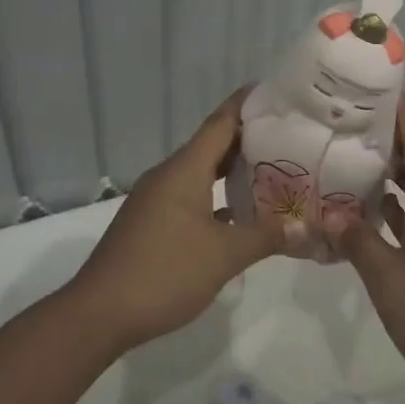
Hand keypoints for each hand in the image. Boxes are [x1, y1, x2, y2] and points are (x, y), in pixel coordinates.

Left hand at [67, 89, 282, 352]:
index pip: (220, 122)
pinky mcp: (151, 223)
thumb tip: (304, 228)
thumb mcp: (224, 256)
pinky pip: (191, 197)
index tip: (275, 91)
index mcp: (184, 169)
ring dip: (232, 171)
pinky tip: (239, 215)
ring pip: (200, 173)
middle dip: (248, 138)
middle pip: (212, 145)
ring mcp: (156, 199)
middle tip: (287, 135)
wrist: (100, 311)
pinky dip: (216, 197)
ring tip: (272, 171)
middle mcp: (169, 175)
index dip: (246, 104)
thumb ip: (265, 237)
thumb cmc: (165, 272)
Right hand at [323, 97, 404, 403]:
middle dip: (387, 131)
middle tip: (344, 115)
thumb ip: (357, 240)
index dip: (400, 108)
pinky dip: (390, 203)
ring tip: (346, 150)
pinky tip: (361, 206)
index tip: (372, 83)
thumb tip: (328, 212)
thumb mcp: (388, 279)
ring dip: (387, 167)